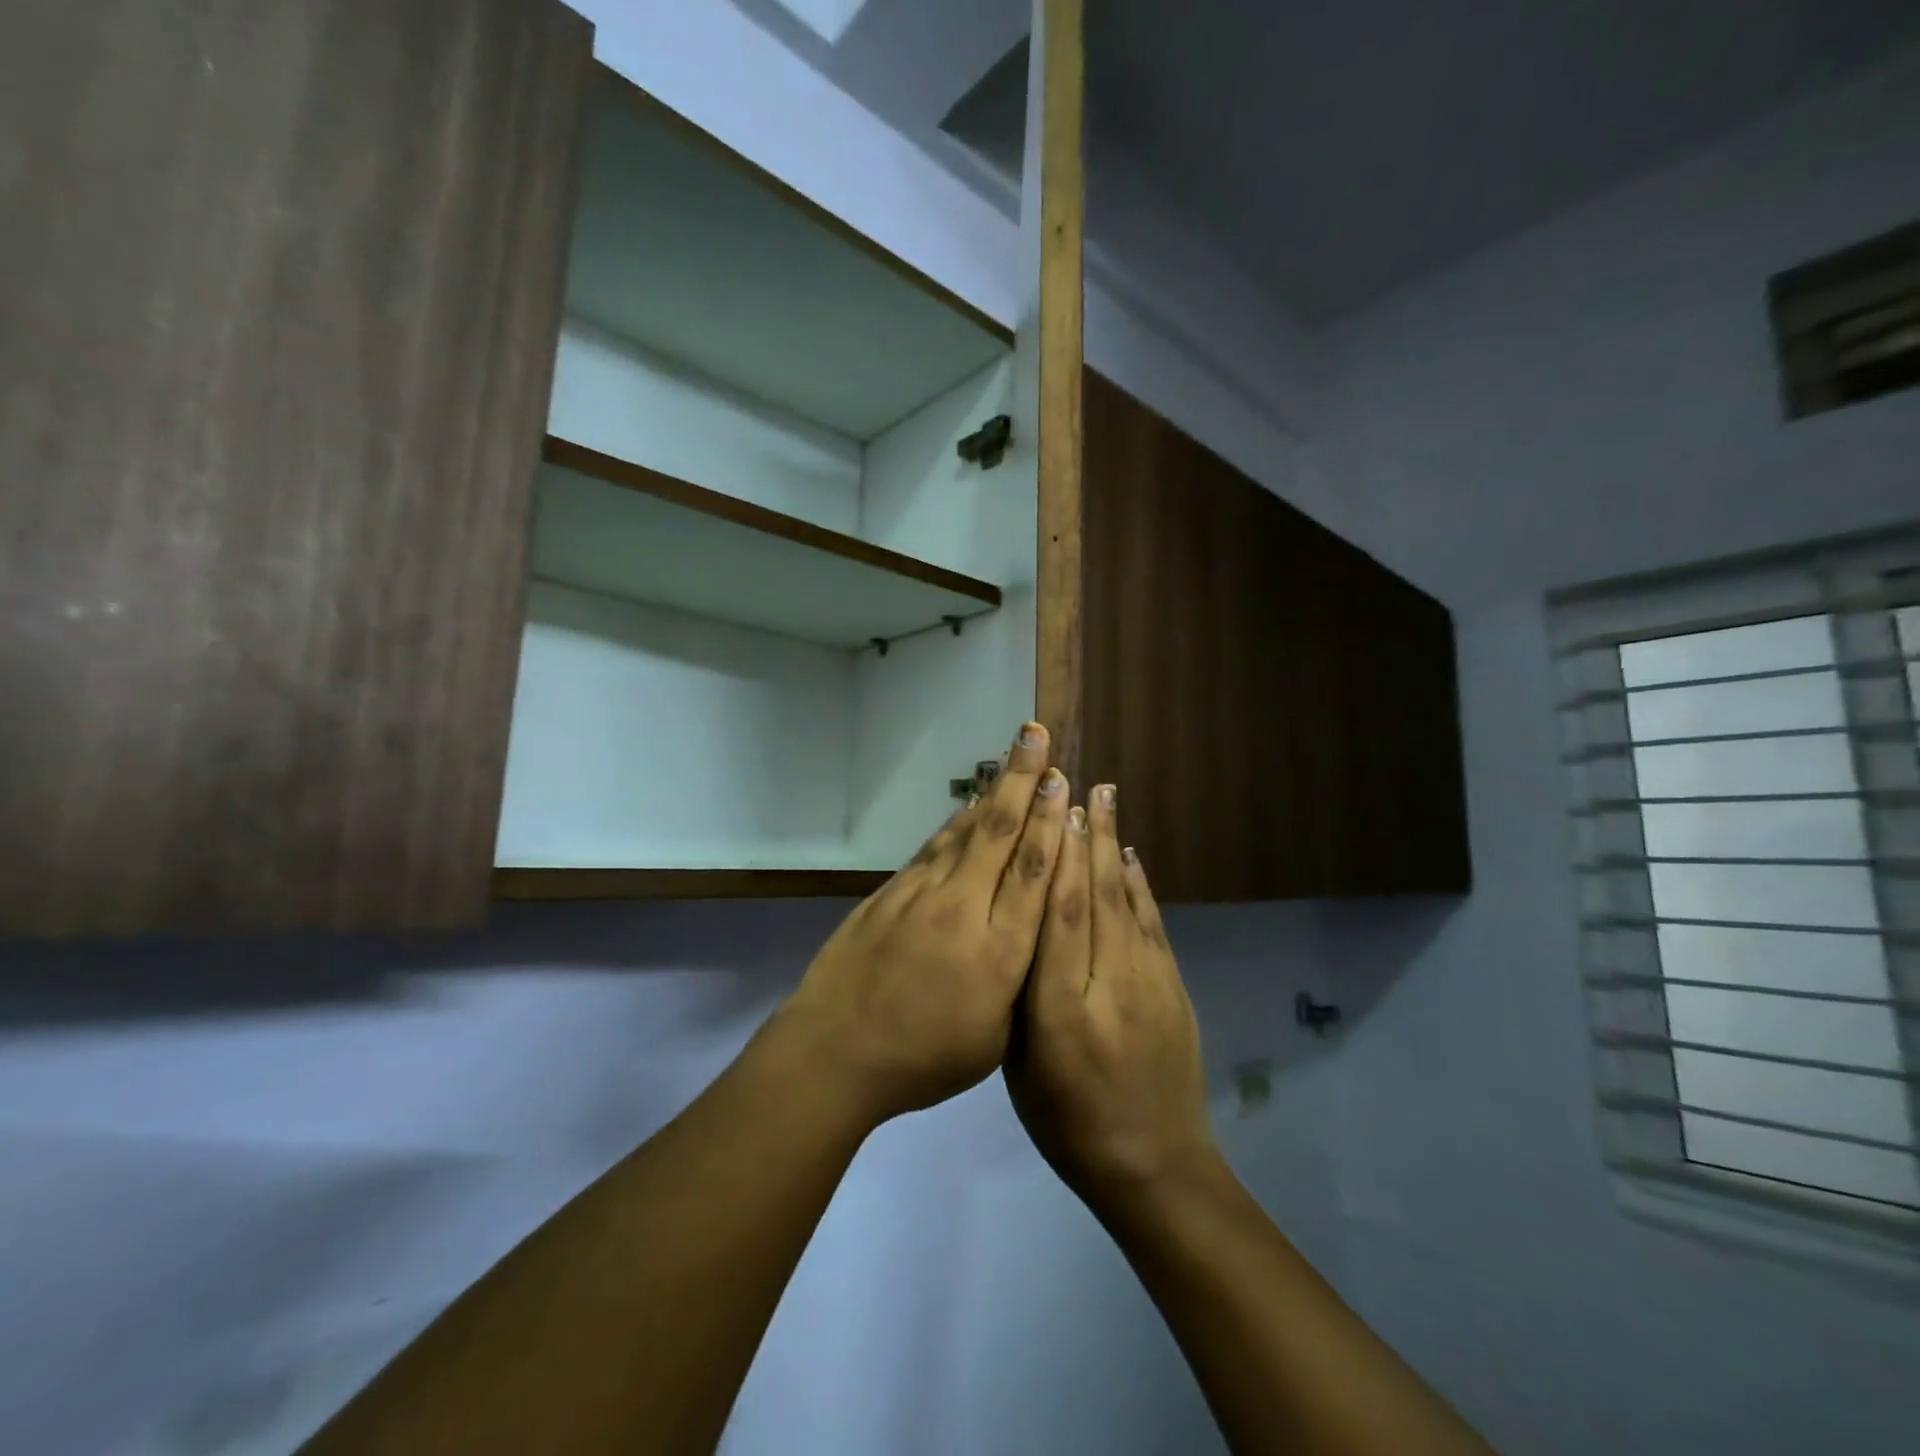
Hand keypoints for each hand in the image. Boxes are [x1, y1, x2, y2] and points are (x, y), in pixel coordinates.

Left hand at [775, 722, 1069, 1128]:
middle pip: (1000, 835)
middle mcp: (963, 911)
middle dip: (1023, 781)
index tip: (1063, 781)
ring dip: (993, 791)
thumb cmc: (922, 1060)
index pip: (1032, 874)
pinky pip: (934, 848)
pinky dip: (957, 822)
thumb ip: (1018, 981)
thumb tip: (1030, 930)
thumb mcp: (992, 1041)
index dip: (1051, 823)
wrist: (834, 1051)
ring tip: (1012, 754)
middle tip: (1037, 736)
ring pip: (966, 832)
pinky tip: (971, 805)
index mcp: (998, 954)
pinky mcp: (891, 892)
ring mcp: (922, 895)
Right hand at [1006, 784, 1217, 1212]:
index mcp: (1060, 1013)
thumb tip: (1021, 926)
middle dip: (1085, 836)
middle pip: (1095, 898)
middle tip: (1077, 784)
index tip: (1050, 812)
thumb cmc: (1068, 1123)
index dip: (1056, 860)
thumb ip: (1021, 996)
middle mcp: (1109, 987)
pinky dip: (1140, 886)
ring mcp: (1151, 986)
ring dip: (1112, 847)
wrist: (1153, 1168)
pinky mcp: (1176, 989)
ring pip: (1126, 902)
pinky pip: (1154, 925)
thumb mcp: (1022, 1068)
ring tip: (1104, 800)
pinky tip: (1130, 858)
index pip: (1058, 919)